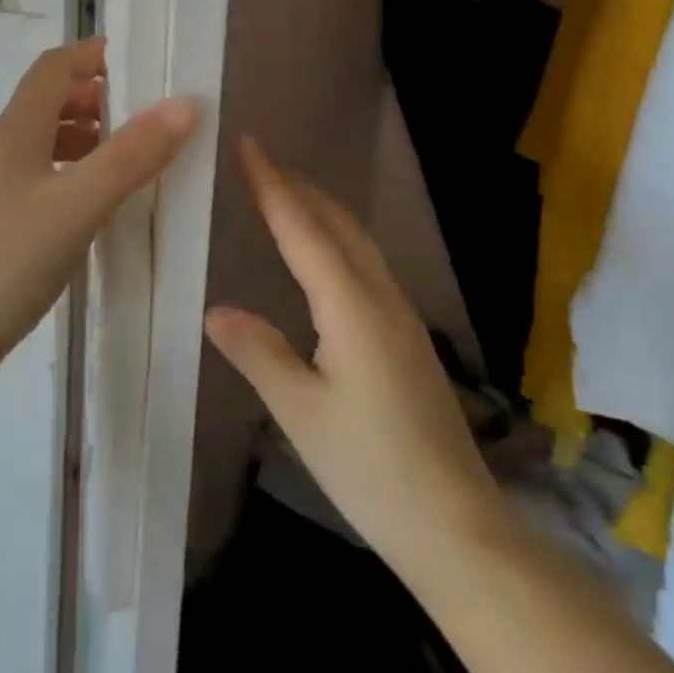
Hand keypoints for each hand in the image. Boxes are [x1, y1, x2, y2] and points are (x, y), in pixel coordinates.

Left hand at [0, 37, 198, 374]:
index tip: (144, 64)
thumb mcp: (78, 204)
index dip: (95, 55)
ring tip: (133, 158)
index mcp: (15, 129)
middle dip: (99, 98)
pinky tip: (98, 201)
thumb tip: (183, 105)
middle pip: (51, 99)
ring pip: (47, 139)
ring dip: (89, 137)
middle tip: (148, 117)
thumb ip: (131, 155)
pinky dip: (75, 172)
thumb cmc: (8, 259)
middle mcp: (1, 146)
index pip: (55, 66)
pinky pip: (43, 175)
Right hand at [204, 139, 501, 565]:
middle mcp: (380, 297)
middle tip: (257, 159)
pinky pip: (364, 261)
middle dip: (296, 184)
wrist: (459, 528)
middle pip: (336, 222)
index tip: (248, 144)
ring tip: (282, 190)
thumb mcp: (301, 415)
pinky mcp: (406, 334)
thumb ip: (258, 353)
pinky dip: (334, 235)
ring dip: (318, 206)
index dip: (272, 184)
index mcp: (351, 307)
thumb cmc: (372, 470)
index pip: (303, 229)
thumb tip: (214, 309)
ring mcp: (400, 314)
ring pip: (355, 239)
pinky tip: (320, 251)